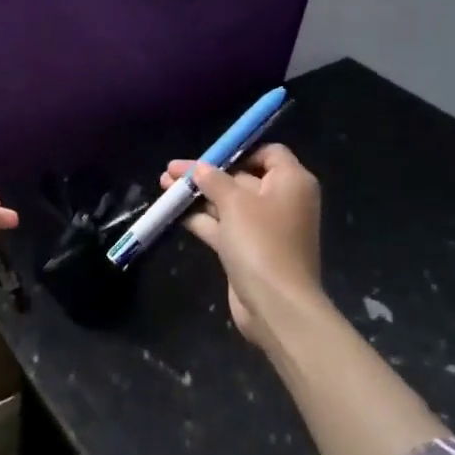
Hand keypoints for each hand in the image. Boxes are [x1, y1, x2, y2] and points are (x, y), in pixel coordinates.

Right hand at [159, 144, 330, 352]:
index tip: (209, 156)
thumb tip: (199, 168)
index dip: (238, 150)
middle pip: (242, 176)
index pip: (268, 152)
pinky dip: (201, 218)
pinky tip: (173, 212)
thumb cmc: (261, 242)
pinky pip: (223, 226)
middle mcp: (282, 201)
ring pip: (228, 203)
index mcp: (291, 182)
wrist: (276, 305)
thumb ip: (212, 179)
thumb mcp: (234, 202)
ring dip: (198, 195)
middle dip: (206, 174)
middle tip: (172, 170)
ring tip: (163, 185)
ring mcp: (265, 227)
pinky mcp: (249, 249)